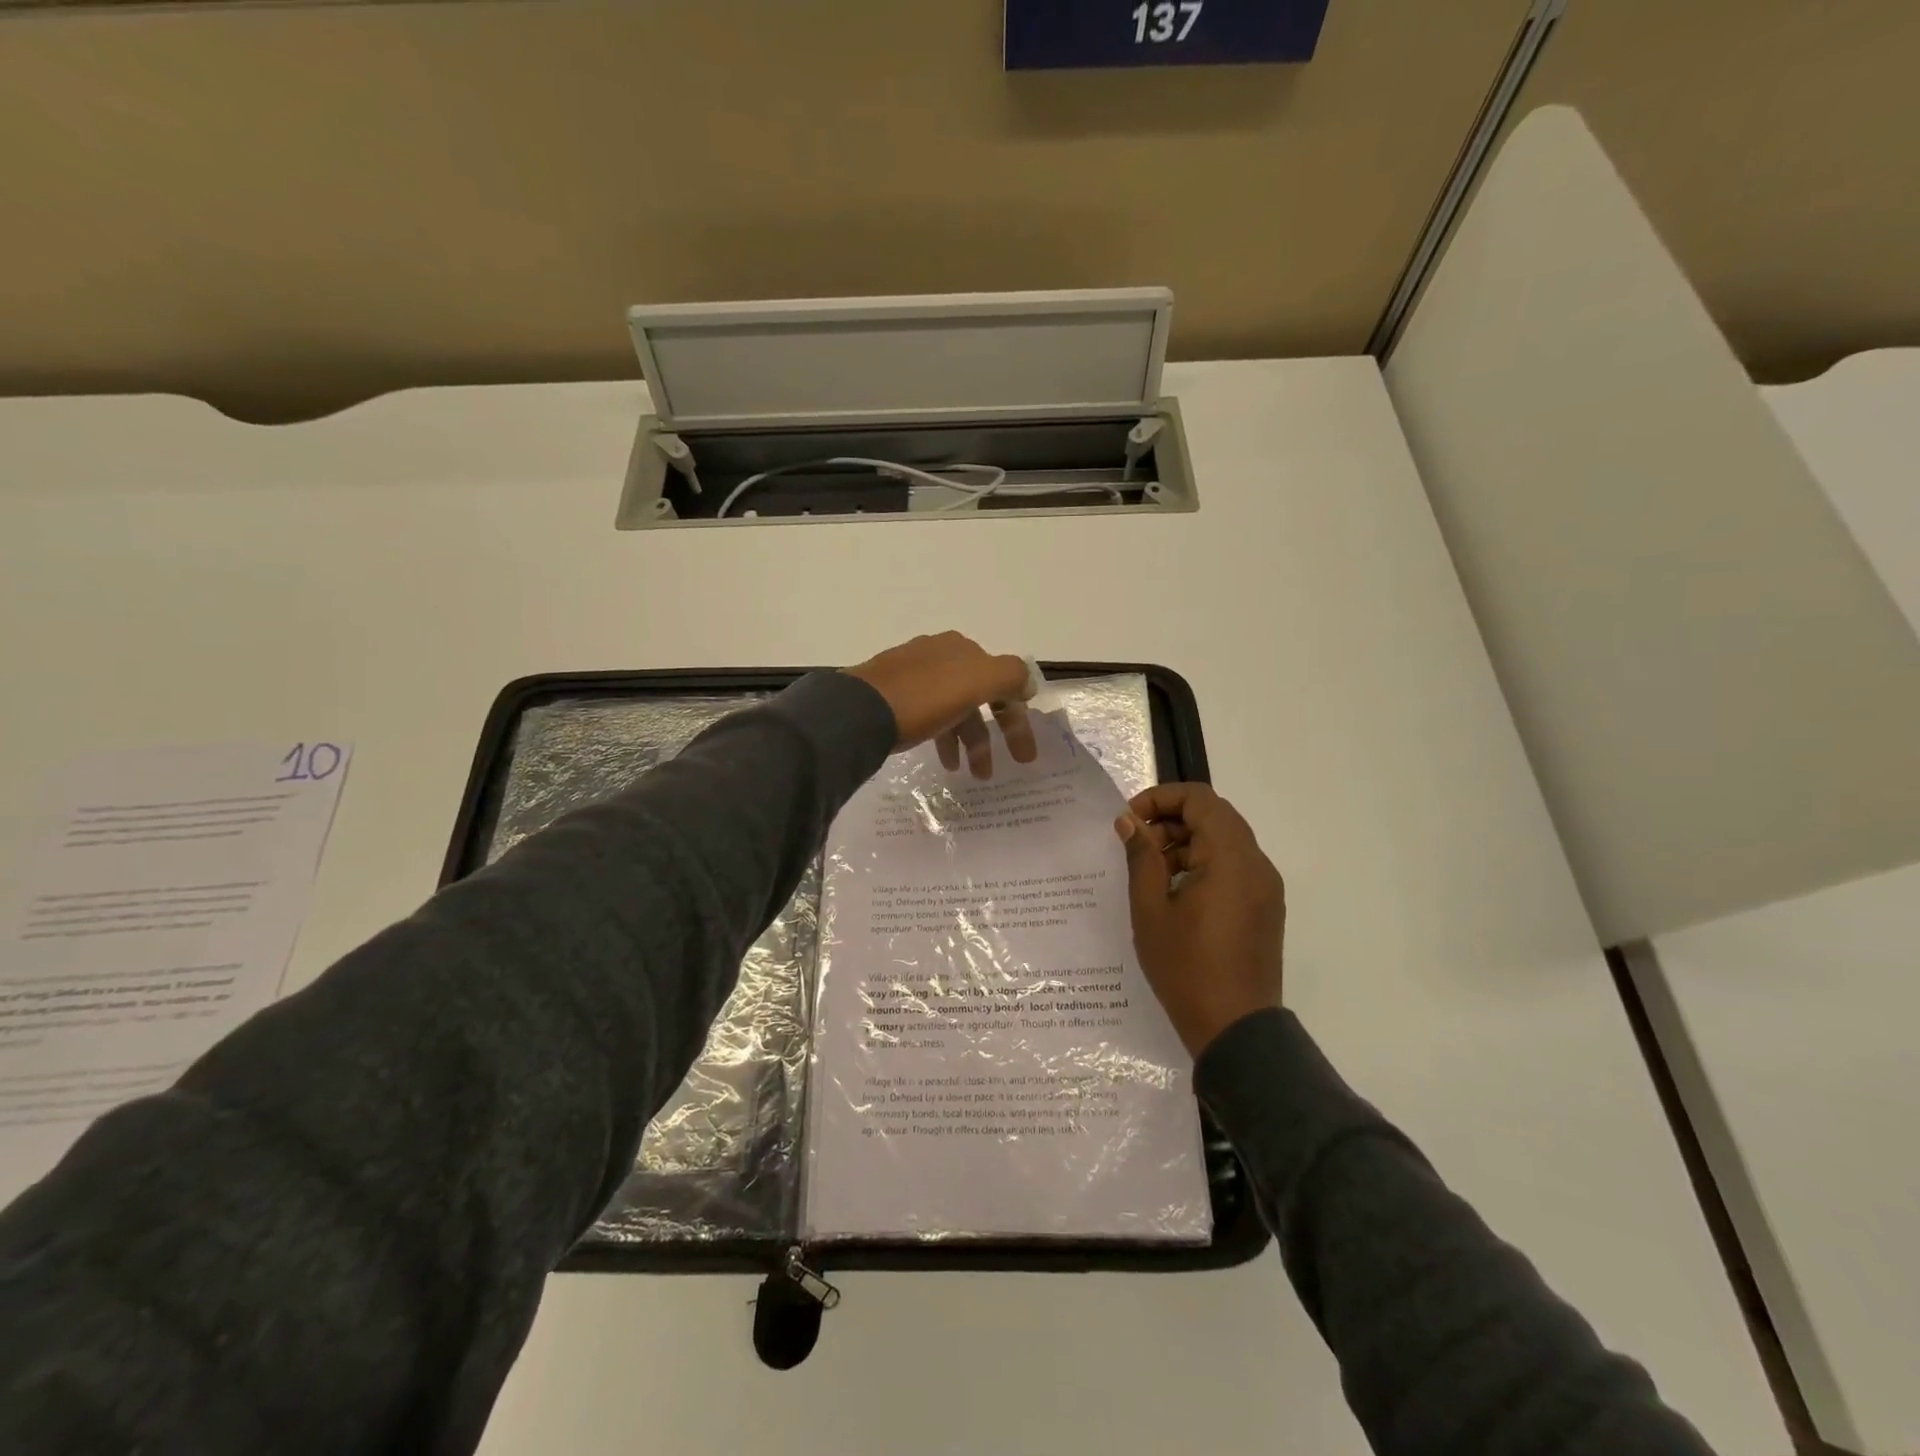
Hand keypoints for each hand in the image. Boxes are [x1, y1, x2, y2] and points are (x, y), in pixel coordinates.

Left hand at [844, 631, 1036, 777]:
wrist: (859, 711)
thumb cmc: (924, 697)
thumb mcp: (977, 680)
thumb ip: (1011, 676)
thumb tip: (1027, 683)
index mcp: (961, 649)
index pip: (1003, 682)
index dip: (1017, 719)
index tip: (1024, 756)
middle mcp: (938, 654)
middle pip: (978, 697)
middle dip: (991, 735)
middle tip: (992, 771)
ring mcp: (911, 673)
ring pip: (953, 709)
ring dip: (966, 742)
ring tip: (966, 772)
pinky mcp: (890, 695)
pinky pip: (929, 716)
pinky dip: (943, 737)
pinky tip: (942, 758)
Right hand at [1115, 783, 1284, 1057]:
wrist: (1236, 1029)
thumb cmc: (1186, 968)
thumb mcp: (1151, 910)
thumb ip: (1141, 857)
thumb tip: (1129, 821)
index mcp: (1230, 858)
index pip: (1200, 799)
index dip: (1161, 798)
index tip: (1130, 820)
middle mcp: (1256, 863)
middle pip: (1214, 816)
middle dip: (1171, 821)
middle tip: (1137, 846)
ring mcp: (1265, 886)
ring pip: (1225, 840)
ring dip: (1186, 843)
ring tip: (1152, 873)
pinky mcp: (1265, 906)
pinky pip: (1234, 866)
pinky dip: (1204, 864)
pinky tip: (1176, 893)